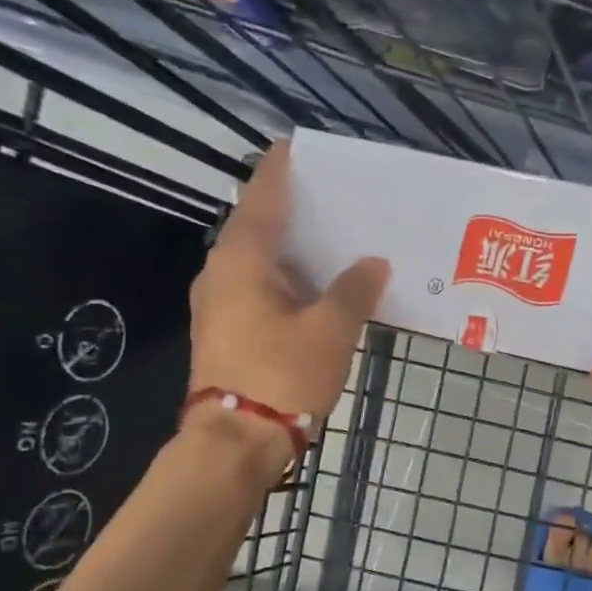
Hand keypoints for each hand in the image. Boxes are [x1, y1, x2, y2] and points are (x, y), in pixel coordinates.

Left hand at [188, 142, 390, 464]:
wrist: (235, 442)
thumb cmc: (282, 375)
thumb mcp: (330, 330)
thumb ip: (354, 289)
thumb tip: (373, 264)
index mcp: (242, 257)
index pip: (264, 192)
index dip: (284, 166)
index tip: (306, 147)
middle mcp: (222, 271)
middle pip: (259, 224)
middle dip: (297, 209)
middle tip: (339, 197)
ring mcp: (218, 303)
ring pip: (259, 260)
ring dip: (294, 249)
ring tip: (336, 239)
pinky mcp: (225, 331)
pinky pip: (258, 288)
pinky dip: (287, 280)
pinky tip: (318, 287)